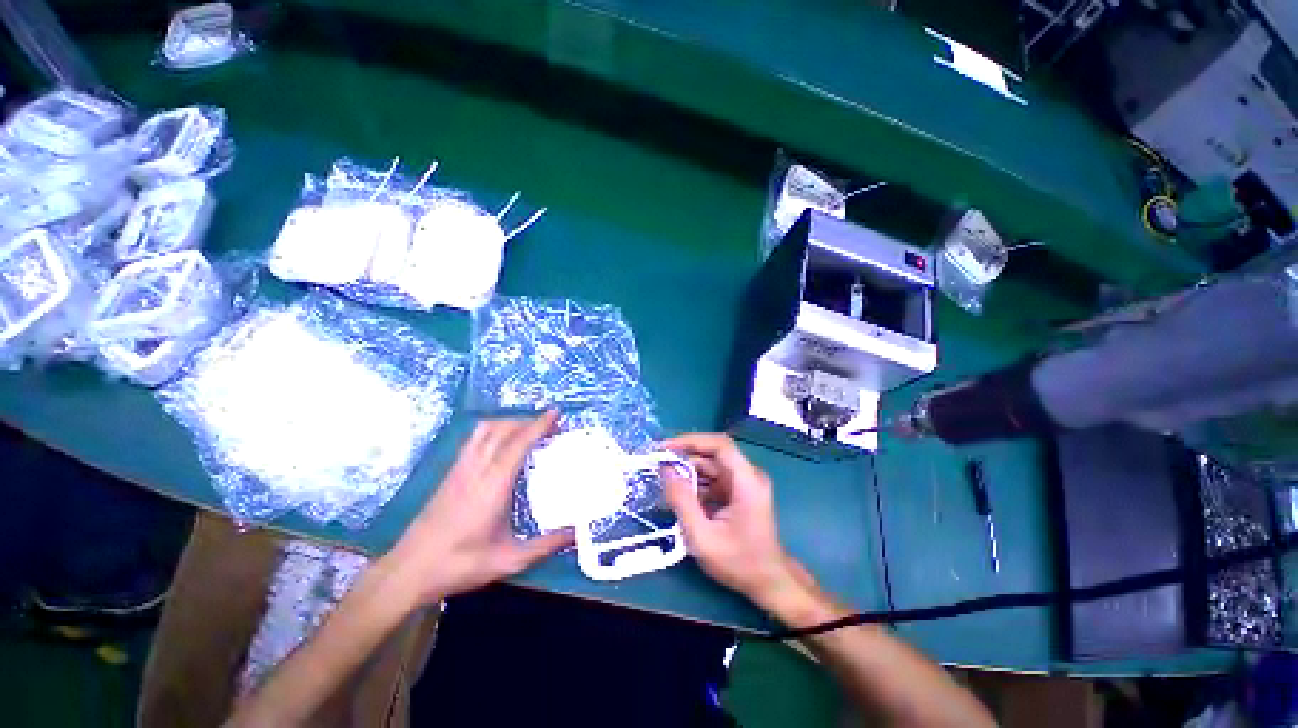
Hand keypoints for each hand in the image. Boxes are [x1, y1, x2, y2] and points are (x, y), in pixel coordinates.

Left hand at [384, 411, 572, 606]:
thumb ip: (545, 545)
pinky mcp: (450, 473)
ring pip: (485, 430)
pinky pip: (474, 439)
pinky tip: (501, 443)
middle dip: (528, 420)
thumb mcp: (509, 560)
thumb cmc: (459, 565)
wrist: (408, 571)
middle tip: (550, 425)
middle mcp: (476, 469)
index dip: (538, 425)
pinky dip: (493, 430)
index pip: (518, 443)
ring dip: (509, 422)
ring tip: (528, 429)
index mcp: (493, 485)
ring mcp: (460, 469)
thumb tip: (577, 533)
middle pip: (502, 429)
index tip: (556, 413)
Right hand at [662, 433, 805, 611]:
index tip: (665, 447)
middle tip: (658, 466)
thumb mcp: (703, 538)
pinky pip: (714, 479)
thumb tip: (665, 471)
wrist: (769, 582)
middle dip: (685, 457)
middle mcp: (748, 476)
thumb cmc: (739, 562)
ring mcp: (745, 483)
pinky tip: (681, 496)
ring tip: (665, 483)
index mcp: (747, 482)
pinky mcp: (739, 492)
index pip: (720, 445)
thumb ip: (682, 502)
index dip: (691, 441)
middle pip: (713, 454)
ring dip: (689, 472)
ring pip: (712, 466)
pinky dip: (697, 484)